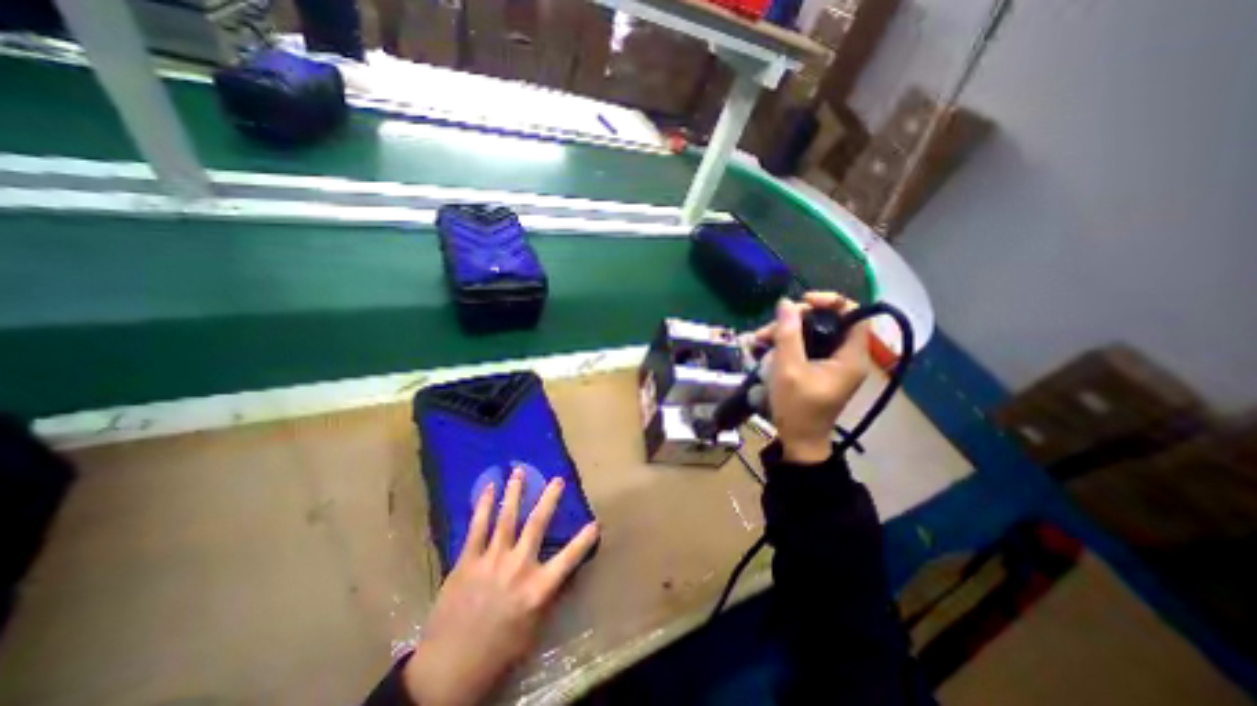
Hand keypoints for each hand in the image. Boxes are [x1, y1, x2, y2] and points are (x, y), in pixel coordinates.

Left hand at [404, 466, 598, 702]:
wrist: (447, 672)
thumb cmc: (497, 654)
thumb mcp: (532, 631)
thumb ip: (546, 598)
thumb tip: (559, 574)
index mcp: (537, 589)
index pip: (569, 558)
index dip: (584, 540)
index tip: (596, 522)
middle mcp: (518, 567)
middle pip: (537, 524)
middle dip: (549, 499)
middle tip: (558, 479)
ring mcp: (491, 561)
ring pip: (507, 518)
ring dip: (515, 492)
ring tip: (519, 471)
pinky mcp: (467, 561)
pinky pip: (477, 527)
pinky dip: (484, 505)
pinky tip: (488, 488)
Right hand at [756, 290, 874, 463]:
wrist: (798, 440)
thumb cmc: (797, 407)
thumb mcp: (788, 368)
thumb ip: (788, 334)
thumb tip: (786, 303)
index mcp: (850, 356)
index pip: (853, 314)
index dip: (830, 301)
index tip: (802, 302)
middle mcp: (846, 356)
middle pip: (827, 323)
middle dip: (796, 320)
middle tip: (771, 327)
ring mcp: (832, 364)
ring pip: (812, 334)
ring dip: (785, 333)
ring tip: (758, 340)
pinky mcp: (819, 370)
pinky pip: (806, 347)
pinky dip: (787, 344)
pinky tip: (765, 348)